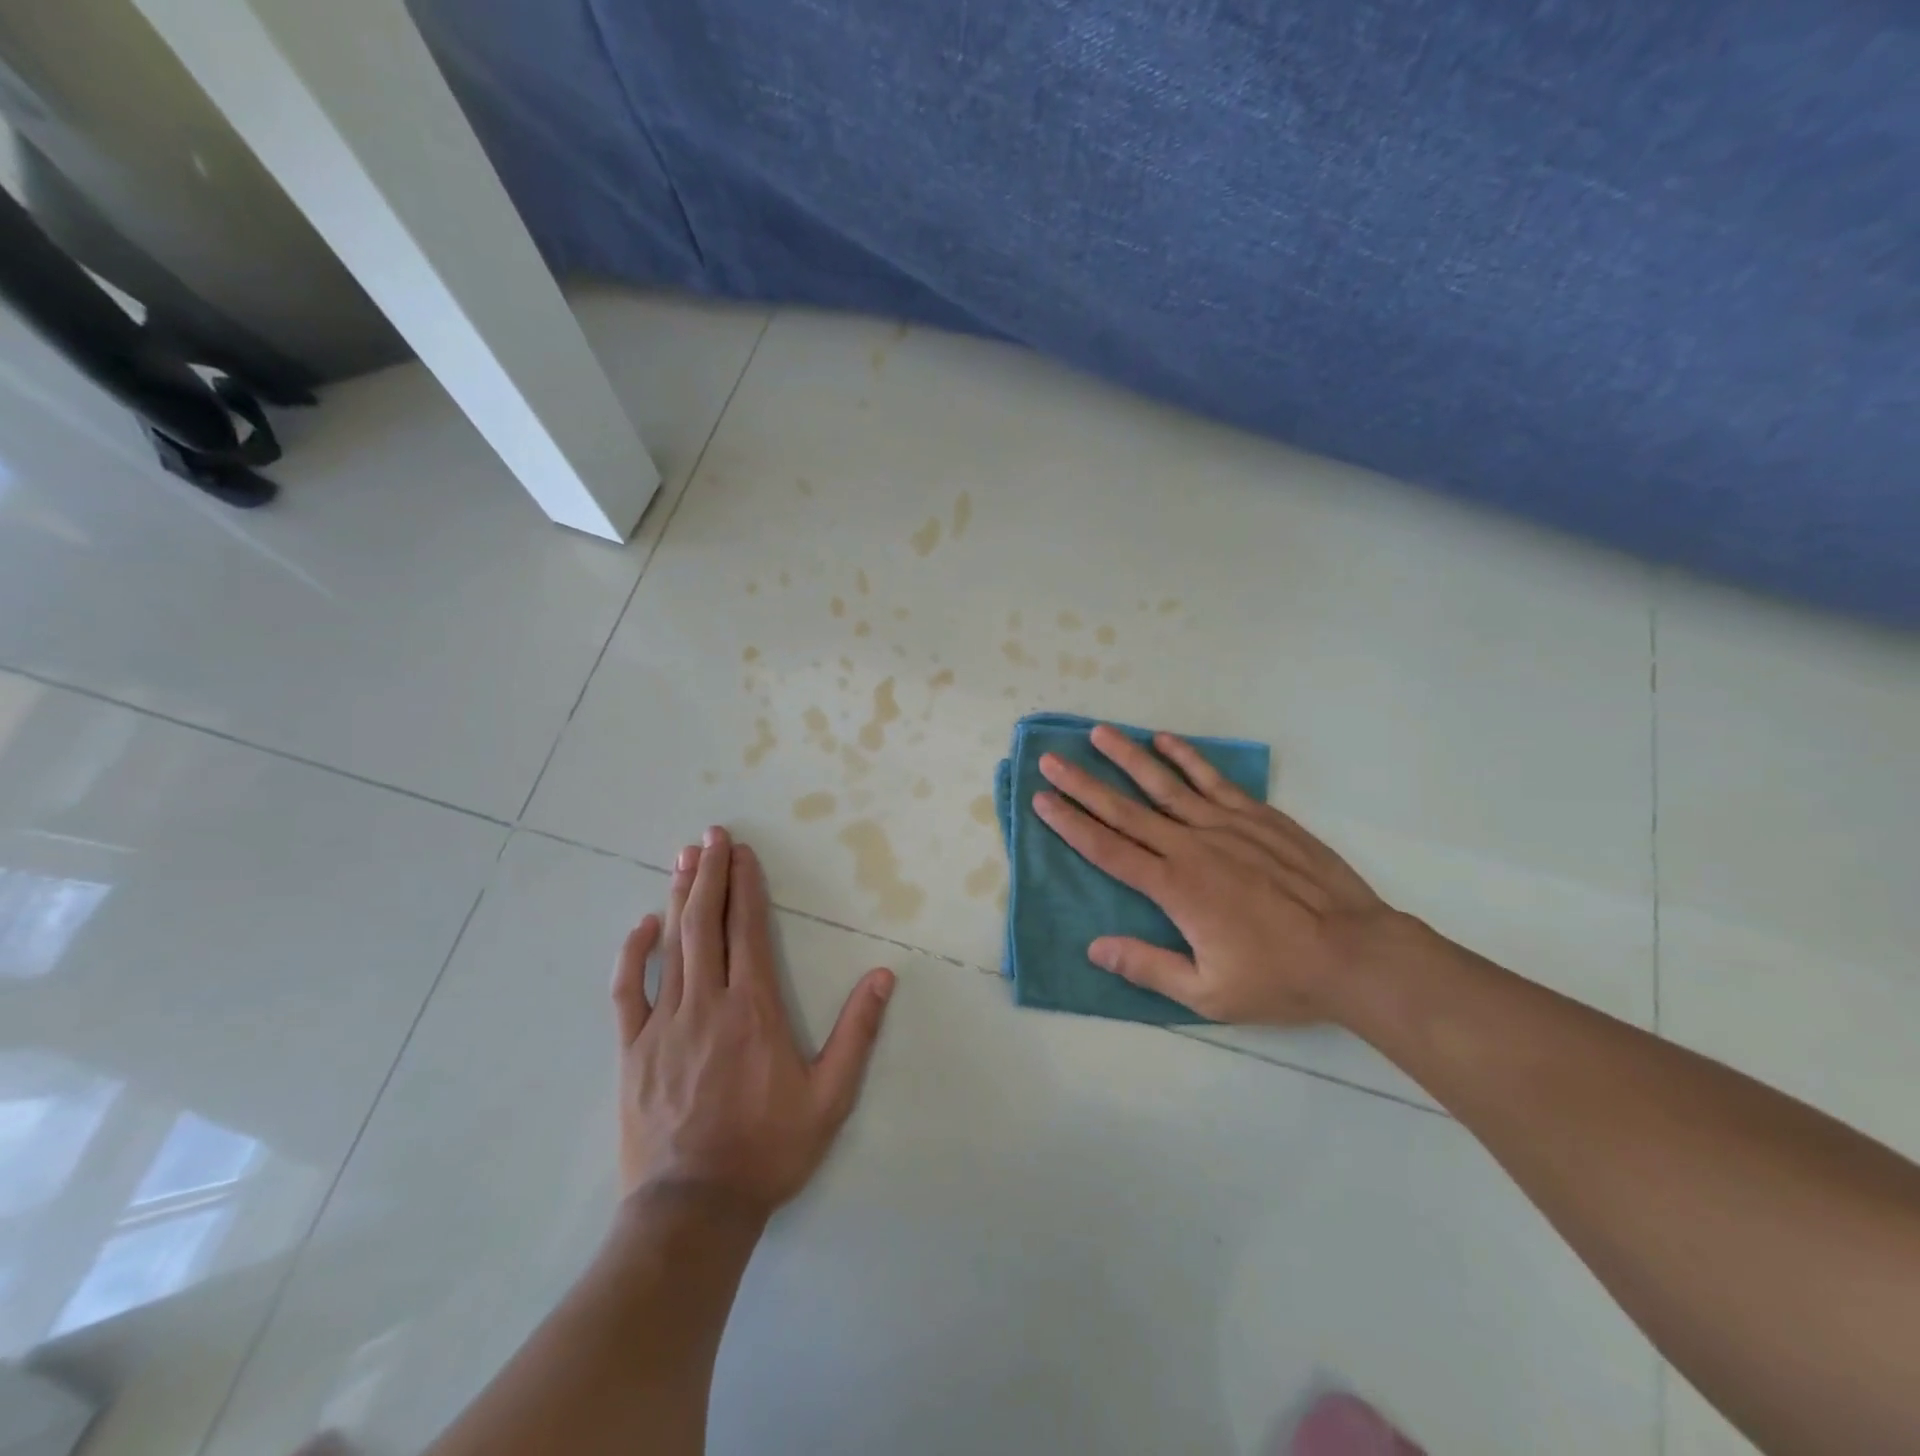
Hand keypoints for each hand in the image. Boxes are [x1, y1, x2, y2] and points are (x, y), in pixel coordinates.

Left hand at [610, 827, 895, 1217]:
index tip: (744, 852)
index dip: (746, 885)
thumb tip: (883, 976)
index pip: (748, 929)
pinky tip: (640, 925)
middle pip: (706, 924)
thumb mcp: (830, 1097)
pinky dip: (633, 953)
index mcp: (754, 1009)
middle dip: (710, 873)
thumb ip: (857, 1032)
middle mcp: (707, 1003)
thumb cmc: (767, 1150)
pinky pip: (628, 991)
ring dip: (678, 897)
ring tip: (683, 858)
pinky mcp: (633, 1050)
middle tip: (711, 835)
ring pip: (670, 946)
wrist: (693, 1211)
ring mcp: (664, 1024)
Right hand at [1032, 725, 1402, 1025]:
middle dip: (1083, 784)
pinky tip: (1165, 740)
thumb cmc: (1278, 977)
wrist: (1355, 952)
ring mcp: (1226, 826)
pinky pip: (1214, 779)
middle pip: (1125, 810)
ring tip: (1098, 734)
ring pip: (1165, 784)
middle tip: (1050, 760)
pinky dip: (1187, 758)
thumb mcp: (1208, 993)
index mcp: (1175, 888)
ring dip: (1128, 757)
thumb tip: (1095, 948)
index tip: (1043, 800)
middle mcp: (1191, 847)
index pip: (1108, 849)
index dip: (1071, 824)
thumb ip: (1149, 967)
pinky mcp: (1258, 816)